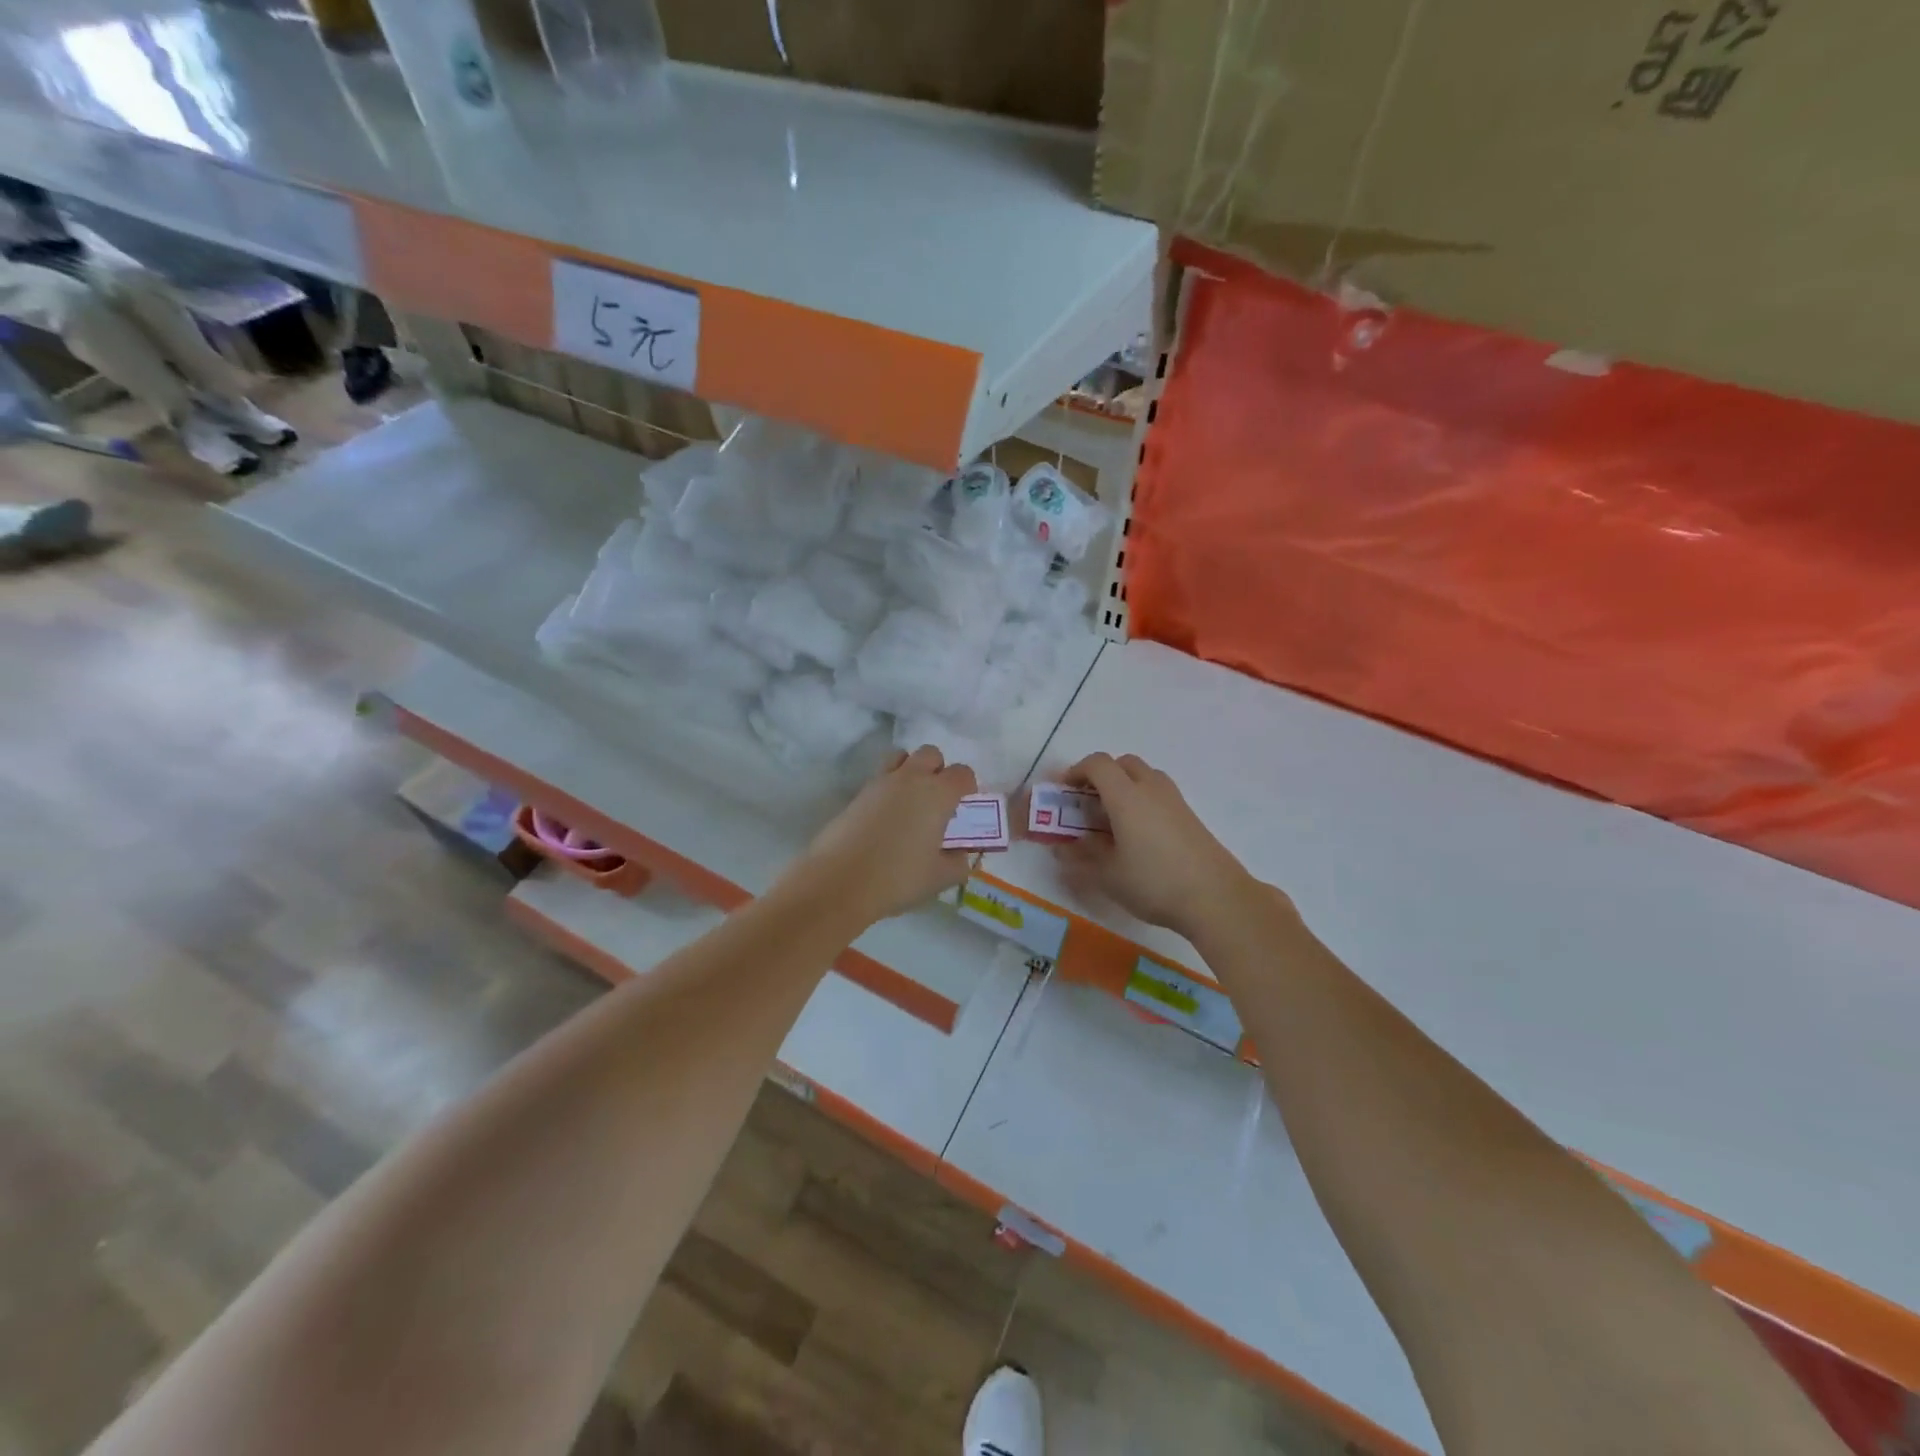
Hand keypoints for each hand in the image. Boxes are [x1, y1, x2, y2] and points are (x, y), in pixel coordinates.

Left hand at [785, 746, 976, 924]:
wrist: (839, 881)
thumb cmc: (898, 877)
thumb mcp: (941, 877)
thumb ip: (959, 861)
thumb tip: (959, 853)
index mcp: (937, 793)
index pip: (962, 773)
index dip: (967, 788)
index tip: (963, 809)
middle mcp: (910, 778)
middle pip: (930, 754)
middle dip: (938, 770)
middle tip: (937, 802)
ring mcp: (880, 782)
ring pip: (901, 758)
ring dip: (911, 771)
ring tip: (910, 803)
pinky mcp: (858, 794)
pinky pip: (880, 778)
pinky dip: (889, 788)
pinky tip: (887, 819)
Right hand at [1054, 752, 1269, 940]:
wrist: (1216, 897)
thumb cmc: (1154, 882)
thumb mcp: (1108, 875)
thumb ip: (1081, 858)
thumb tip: (1062, 849)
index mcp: (1126, 796)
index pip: (1098, 764)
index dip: (1076, 771)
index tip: (1063, 791)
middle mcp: (1151, 788)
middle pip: (1123, 763)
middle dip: (1101, 775)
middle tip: (1088, 802)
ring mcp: (1175, 800)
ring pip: (1145, 775)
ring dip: (1124, 785)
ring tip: (1113, 818)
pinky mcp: (1190, 815)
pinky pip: (1159, 793)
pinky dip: (1143, 799)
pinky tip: (1139, 833)